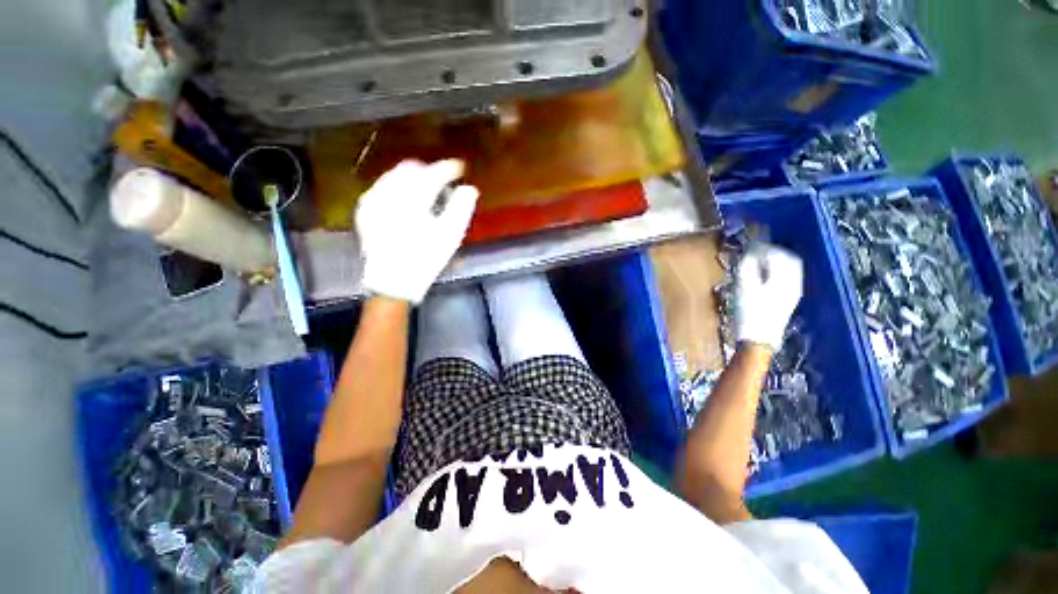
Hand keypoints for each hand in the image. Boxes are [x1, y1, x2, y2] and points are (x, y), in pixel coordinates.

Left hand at [355, 159, 478, 302]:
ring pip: (395, 175)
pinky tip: (406, 203)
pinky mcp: (365, 209)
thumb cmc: (426, 258)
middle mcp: (389, 192)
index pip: (433, 173)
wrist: (393, 280)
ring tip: (426, 194)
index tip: (460, 168)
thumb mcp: (450, 235)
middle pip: (411, 168)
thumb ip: (461, 208)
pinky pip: (383, 186)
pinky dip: (398, 188)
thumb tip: (469, 188)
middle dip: (429, 172)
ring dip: (413, 179)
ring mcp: (373, 199)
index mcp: (413, 199)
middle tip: (443, 185)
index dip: (449, 168)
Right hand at [735, 243, 803, 349]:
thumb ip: (747, 266)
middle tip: (756, 250)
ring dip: (777, 261)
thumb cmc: (748, 312)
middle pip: (789, 258)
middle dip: (773, 251)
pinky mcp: (790, 299)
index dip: (763, 247)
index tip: (750, 245)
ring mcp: (794, 291)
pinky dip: (779, 271)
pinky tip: (767, 275)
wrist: (759, 339)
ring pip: (791, 268)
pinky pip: (790, 277)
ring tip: (760, 261)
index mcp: (783, 277)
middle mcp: (794, 281)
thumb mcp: (743, 287)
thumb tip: (750, 252)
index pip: (777, 253)